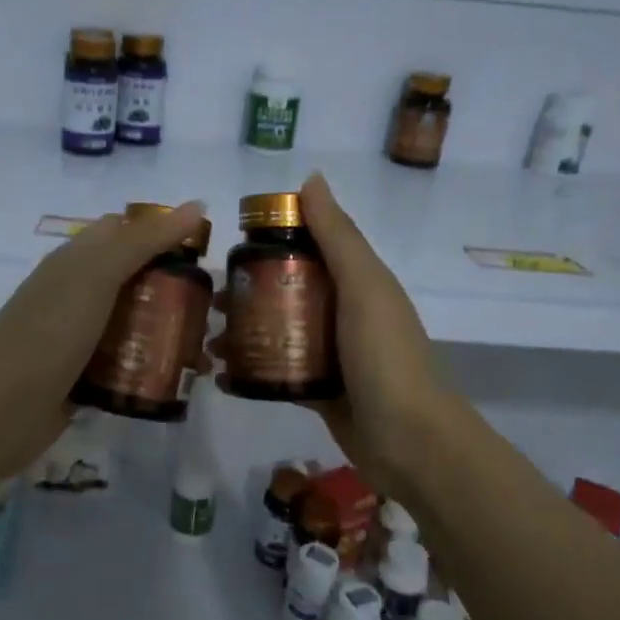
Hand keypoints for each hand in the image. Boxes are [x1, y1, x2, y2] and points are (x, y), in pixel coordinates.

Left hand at [0, 202, 210, 476]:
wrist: (0, 411)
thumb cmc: (49, 333)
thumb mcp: (97, 276)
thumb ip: (144, 240)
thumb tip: (196, 205)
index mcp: (76, 260)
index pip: (125, 230)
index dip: (162, 233)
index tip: (204, 253)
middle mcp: (77, 291)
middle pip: (134, 277)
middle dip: (173, 286)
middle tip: (212, 306)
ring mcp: (79, 334)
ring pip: (133, 320)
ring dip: (166, 328)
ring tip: (204, 346)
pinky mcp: (84, 373)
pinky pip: (125, 359)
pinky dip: (150, 362)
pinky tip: (177, 376)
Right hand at [221, 173, 455, 503]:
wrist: (410, 441)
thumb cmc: (384, 356)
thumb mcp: (363, 286)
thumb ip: (337, 235)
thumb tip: (310, 179)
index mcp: (358, 282)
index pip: (310, 247)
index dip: (272, 241)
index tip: (230, 247)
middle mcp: (345, 312)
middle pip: (288, 290)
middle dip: (248, 292)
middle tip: (211, 300)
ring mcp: (332, 354)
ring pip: (280, 332)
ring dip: (245, 332)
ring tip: (209, 342)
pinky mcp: (320, 390)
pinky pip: (280, 371)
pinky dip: (252, 371)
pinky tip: (222, 376)